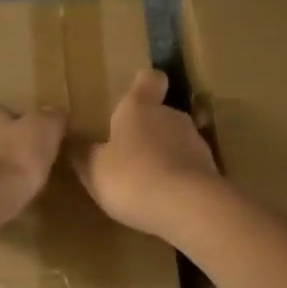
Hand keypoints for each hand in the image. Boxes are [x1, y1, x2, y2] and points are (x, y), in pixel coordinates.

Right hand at [70, 68, 221, 239]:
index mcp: (139, 108)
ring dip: (164, 156)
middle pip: (161, 114)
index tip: (135, 93)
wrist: (190, 207)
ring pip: (176, 142)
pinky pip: (189, 169)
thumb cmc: (133, 177)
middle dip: (147, 130)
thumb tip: (75, 143)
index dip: (143, 84)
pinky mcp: (211, 171)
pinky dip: (178, 179)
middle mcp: (171, 116)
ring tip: (146, 183)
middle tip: (128, 154)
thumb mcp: (94, 170)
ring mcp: (196, 143)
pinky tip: (165, 201)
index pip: (148, 80)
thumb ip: (85, 155)